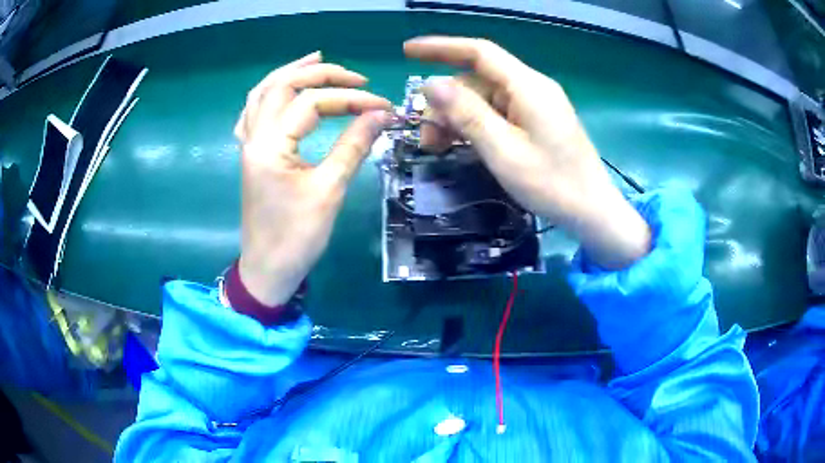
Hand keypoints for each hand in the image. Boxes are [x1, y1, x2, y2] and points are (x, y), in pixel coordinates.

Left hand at [235, 52, 390, 304]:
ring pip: (262, 94)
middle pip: (281, 85)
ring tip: (317, 60)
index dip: (350, 99)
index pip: (311, 103)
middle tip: (354, 76)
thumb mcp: (329, 191)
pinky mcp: (251, 155)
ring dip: (289, 73)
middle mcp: (253, 137)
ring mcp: (248, 145)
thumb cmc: (296, 237)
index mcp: (269, 145)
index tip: (383, 106)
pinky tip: (283, 90)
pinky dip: (269, 94)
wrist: (268, 270)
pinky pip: (253, 113)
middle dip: (319, 73)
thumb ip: (353, 146)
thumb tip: (381, 114)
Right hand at [404, 37, 649, 268]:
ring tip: (439, 147)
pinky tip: (462, 144)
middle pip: (477, 81)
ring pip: (483, 99)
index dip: (441, 48)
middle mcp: (531, 88)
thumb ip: (467, 114)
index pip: (479, 52)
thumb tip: (431, 83)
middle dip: (445, 103)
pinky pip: (497, 113)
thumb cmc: (552, 184)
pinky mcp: (536, 121)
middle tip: (426, 139)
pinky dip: (475, 125)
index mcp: (527, 86)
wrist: (592, 211)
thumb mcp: (503, 151)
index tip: (407, 51)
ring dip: (457, 118)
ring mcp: (534, 105)